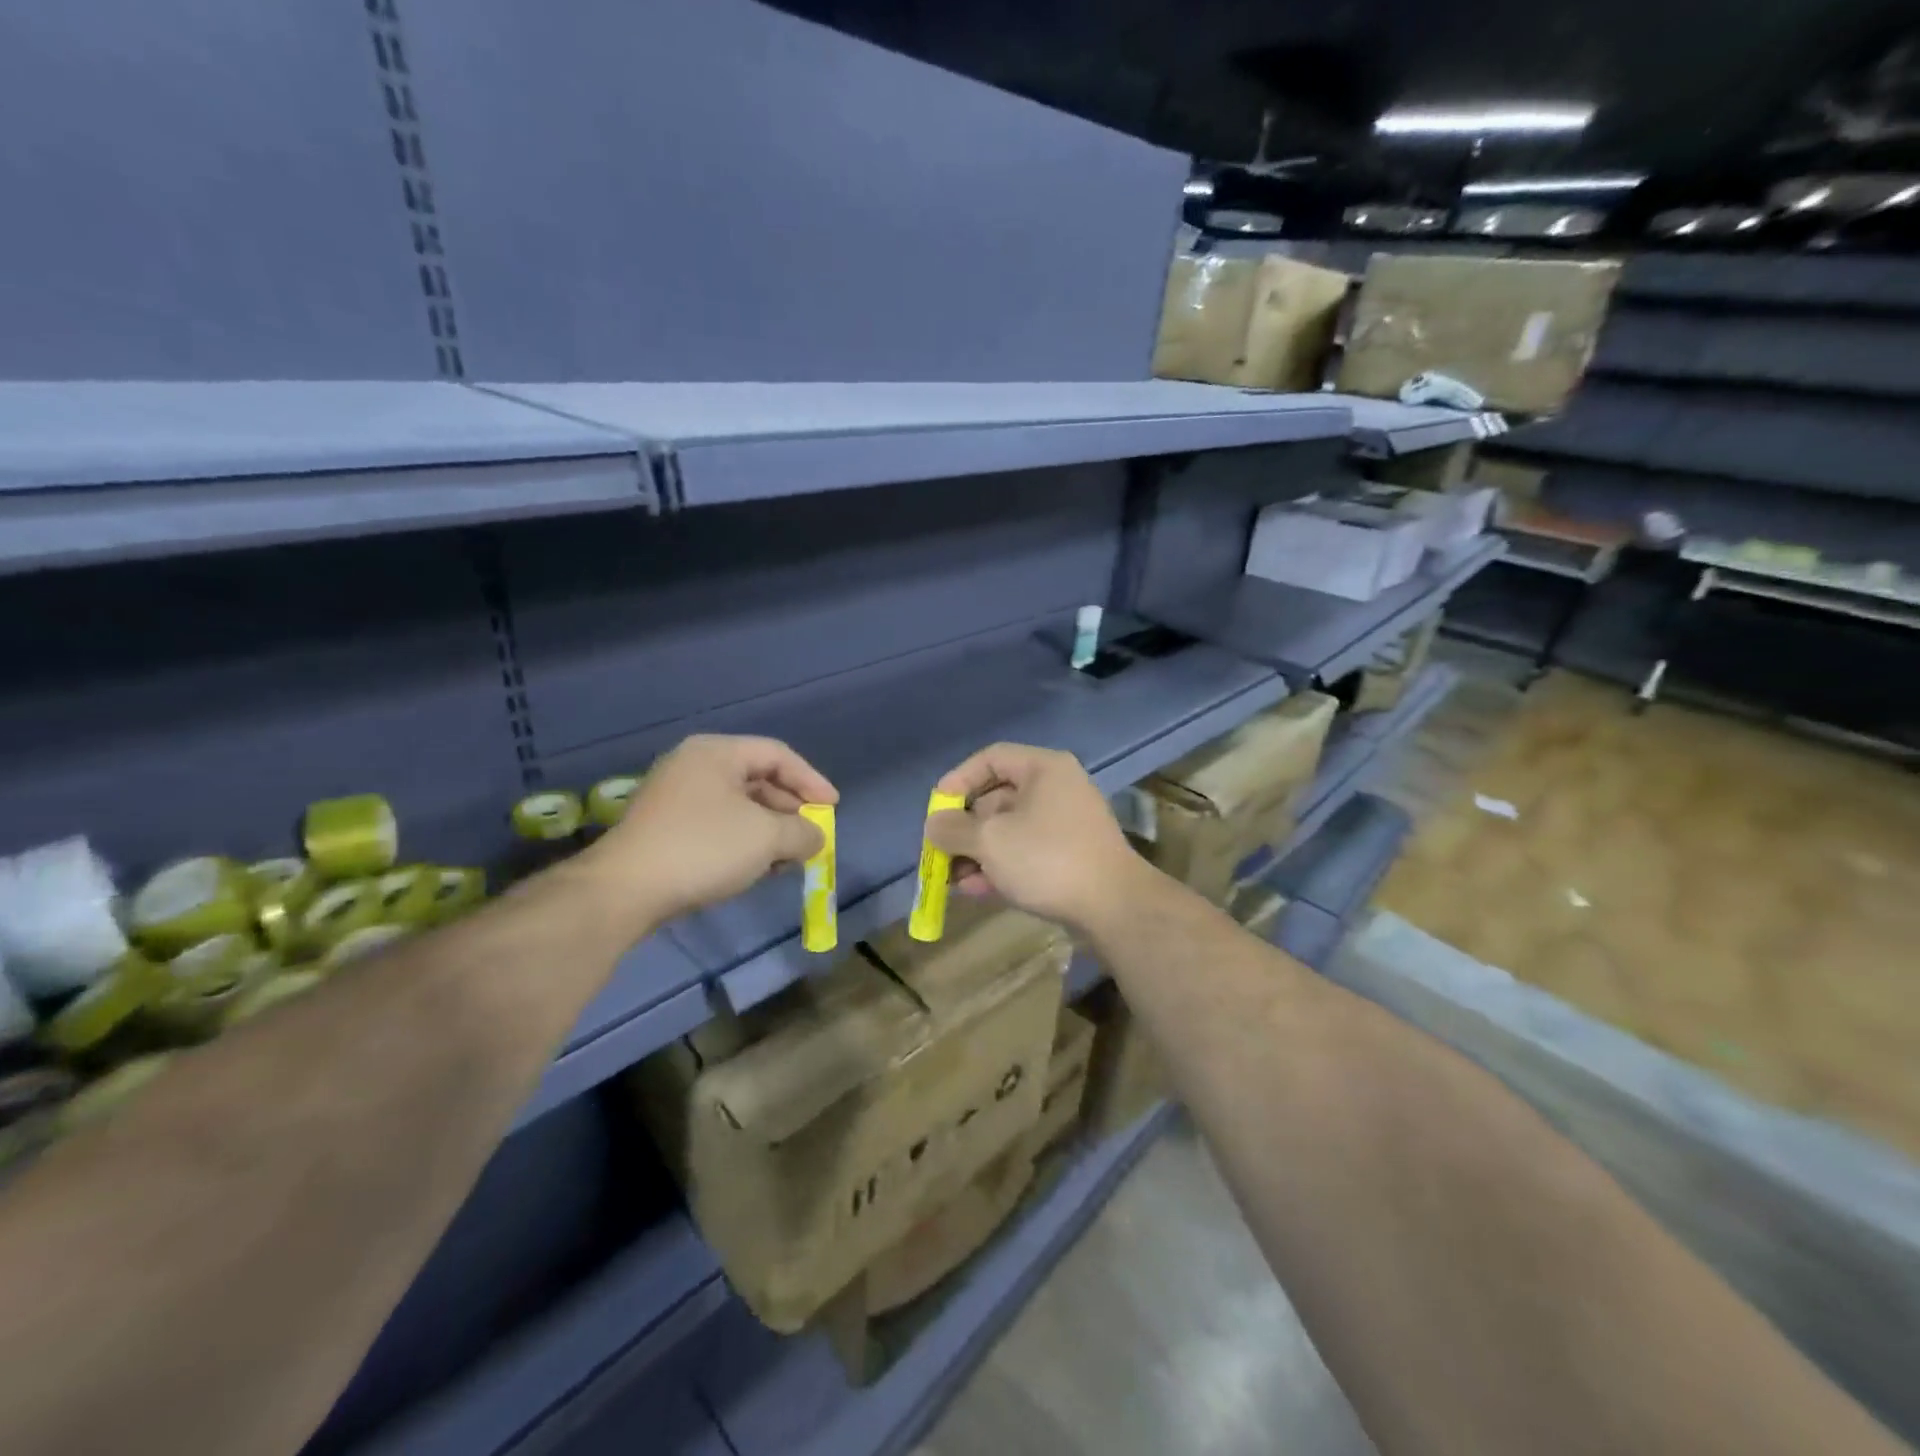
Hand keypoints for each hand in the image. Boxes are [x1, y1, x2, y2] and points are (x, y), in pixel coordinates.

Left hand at [586, 734, 837, 925]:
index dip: (811, 780)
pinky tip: (755, 869)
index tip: (832, 808)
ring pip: (738, 806)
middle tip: (811, 835)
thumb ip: (803, 832)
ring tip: (787, 859)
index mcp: (717, 752)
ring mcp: (674, 797)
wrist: (625, 890)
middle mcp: (693, 766)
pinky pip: (717, 826)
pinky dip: (743, 842)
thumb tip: (816, 837)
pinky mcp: (664, 829)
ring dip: (769, 831)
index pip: (777, 755)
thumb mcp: (767, 838)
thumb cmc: (703, 848)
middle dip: (790, 809)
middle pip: (757, 779)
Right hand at [925, 743, 1149, 933]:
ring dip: (978, 852)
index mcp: (1044, 769)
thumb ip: (953, 829)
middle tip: (940, 851)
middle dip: (964, 827)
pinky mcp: (1071, 855)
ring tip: (952, 879)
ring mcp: (1066, 824)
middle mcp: (1058, 788)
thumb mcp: (989, 840)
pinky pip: (1026, 852)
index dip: (958, 780)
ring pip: (1010, 829)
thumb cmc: (1047, 859)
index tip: (936, 808)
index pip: (991, 758)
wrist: (1114, 906)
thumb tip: (935, 824)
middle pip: (998, 797)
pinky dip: (1001, 866)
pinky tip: (976, 890)